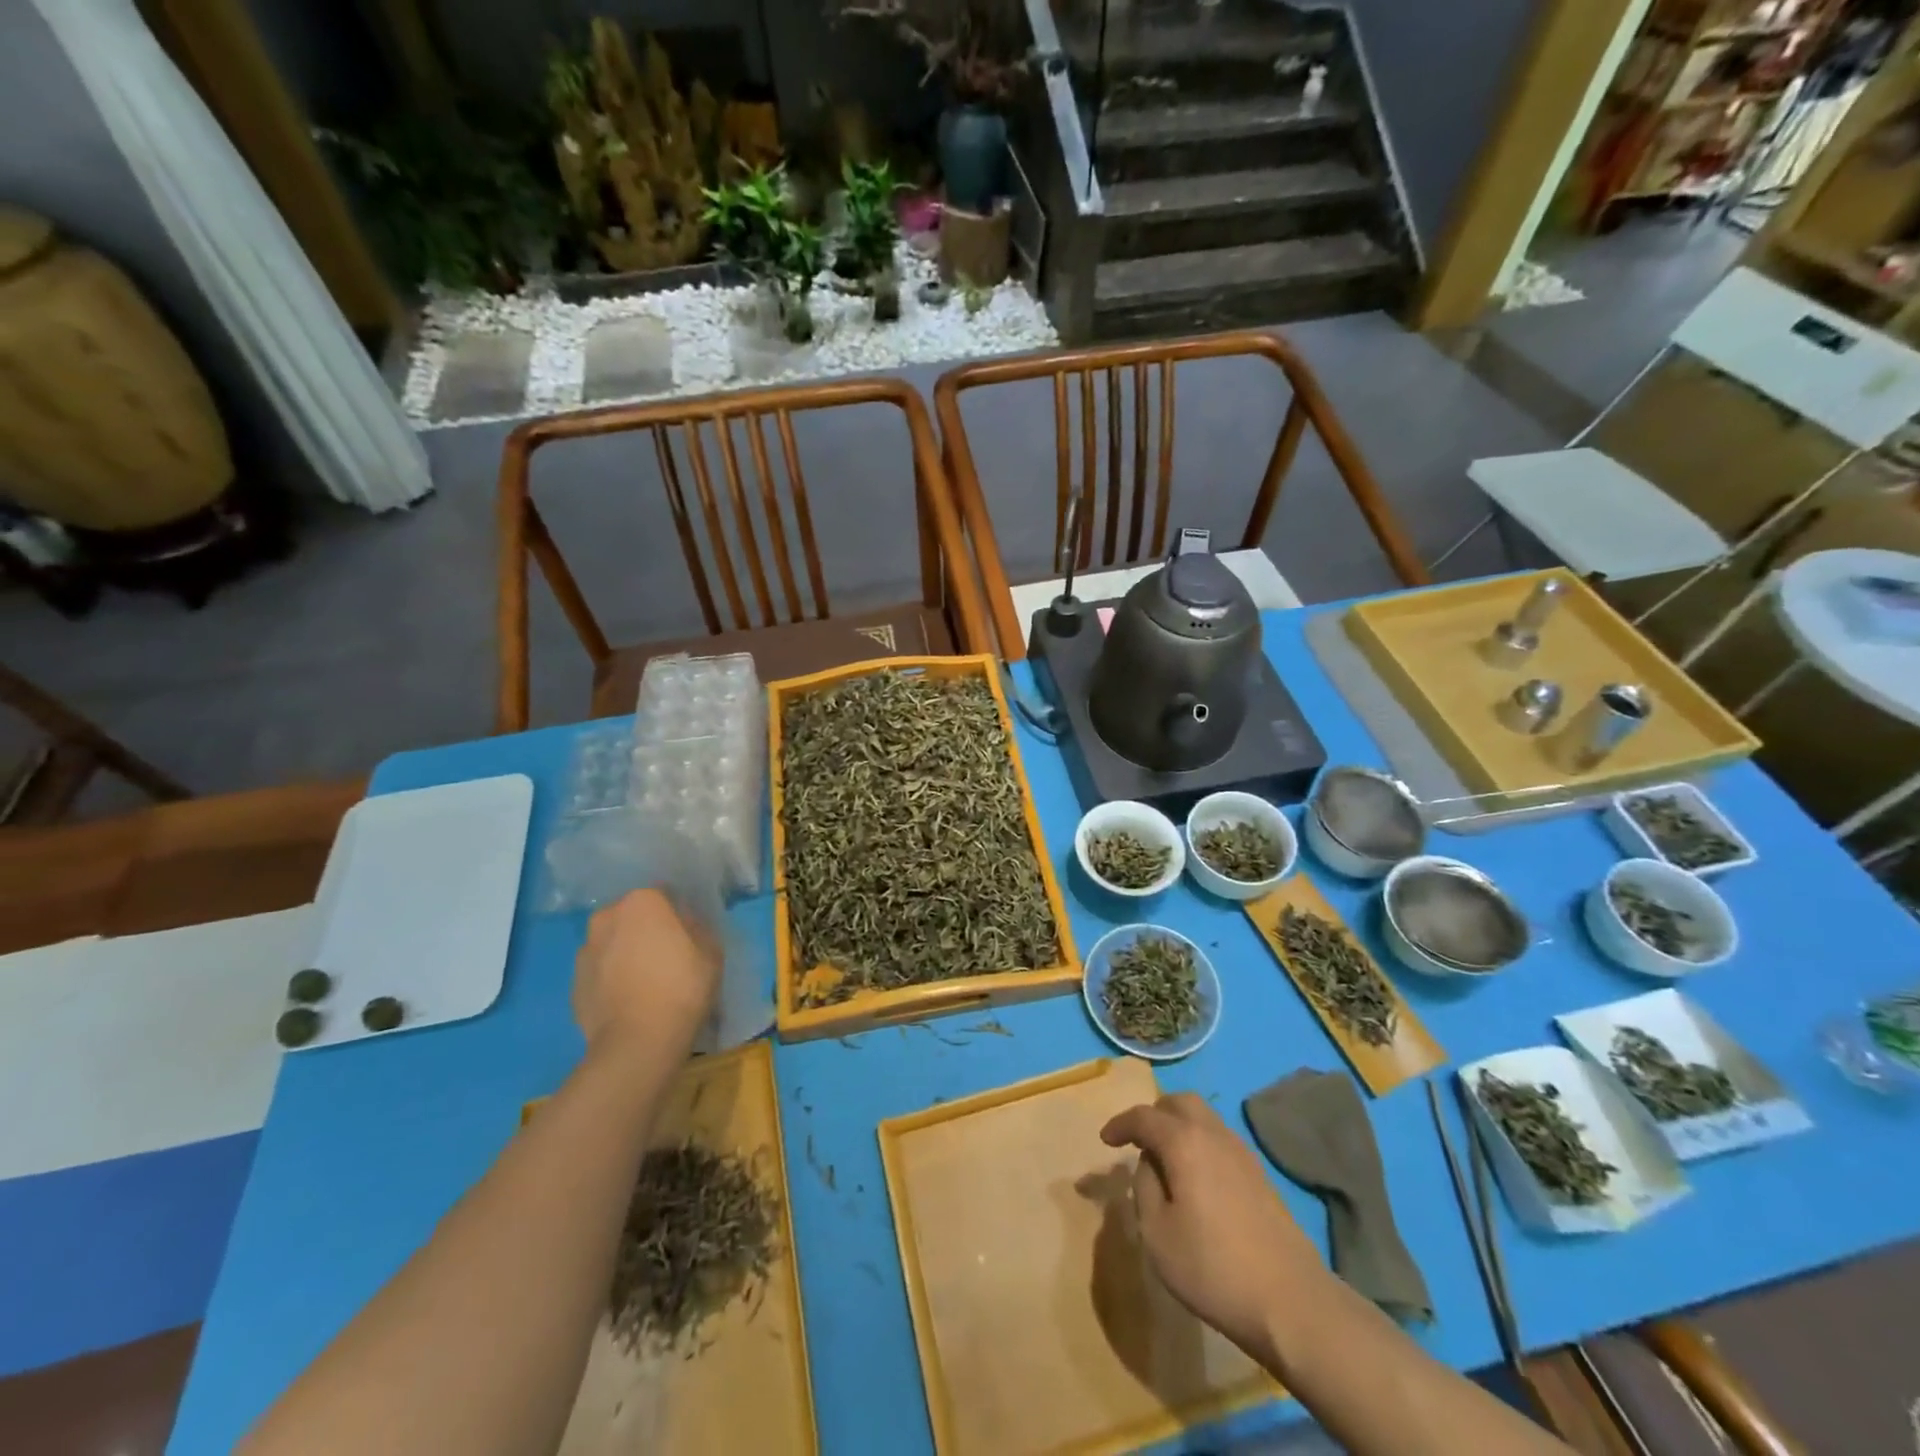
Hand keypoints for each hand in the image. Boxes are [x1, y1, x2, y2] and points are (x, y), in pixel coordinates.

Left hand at [573, 888, 718, 1062]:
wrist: (638, 1042)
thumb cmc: (682, 987)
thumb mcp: (711, 951)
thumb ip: (697, 926)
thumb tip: (684, 922)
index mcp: (642, 901)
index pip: (663, 893)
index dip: (677, 912)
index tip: (687, 933)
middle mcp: (607, 917)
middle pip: (632, 916)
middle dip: (646, 929)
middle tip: (666, 954)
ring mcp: (585, 950)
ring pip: (612, 942)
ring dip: (625, 952)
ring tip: (645, 981)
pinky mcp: (574, 983)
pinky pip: (600, 971)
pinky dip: (611, 978)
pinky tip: (629, 1000)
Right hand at [1101, 1092, 1324, 1360]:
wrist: (1292, 1303)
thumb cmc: (1213, 1268)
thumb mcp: (1157, 1234)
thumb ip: (1145, 1188)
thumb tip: (1150, 1164)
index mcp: (1184, 1142)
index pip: (1144, 1117)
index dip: (1120, 1124)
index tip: (1105, 1140)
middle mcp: (1213, 1135)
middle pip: (1180, 1103)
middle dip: (1154, 1114)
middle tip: (1138, 1141)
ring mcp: (1242, 1153)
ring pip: (1204, 1119)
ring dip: (1179, 1127)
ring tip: (1164, 1160)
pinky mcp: (1260, 1176)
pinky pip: (1220, 1141)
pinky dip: (1199, 1144)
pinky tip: (1195, 1178)